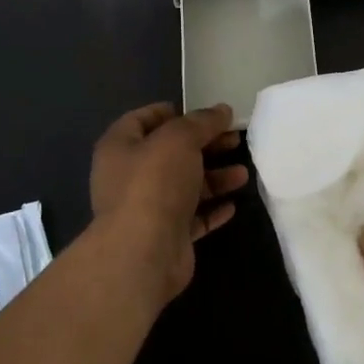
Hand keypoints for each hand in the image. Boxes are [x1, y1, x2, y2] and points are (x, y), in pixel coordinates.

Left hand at [89, 102, 249, 303]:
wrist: (144, 253)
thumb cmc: (155, 183)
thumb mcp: (180, 139)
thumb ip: (202, 121)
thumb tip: (222, 110)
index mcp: (120, 147)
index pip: (143, 119)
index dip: (173, 112)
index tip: (205, 113)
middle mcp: (129, 176)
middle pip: (170, 153)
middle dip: (204, 145)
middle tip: (234, 139)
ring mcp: (147, 208)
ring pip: (184, 186)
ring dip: (214, 178)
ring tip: (243, 174)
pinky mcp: (165, 236)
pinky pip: (192, 217)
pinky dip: (211, 210)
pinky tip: (232, 205)